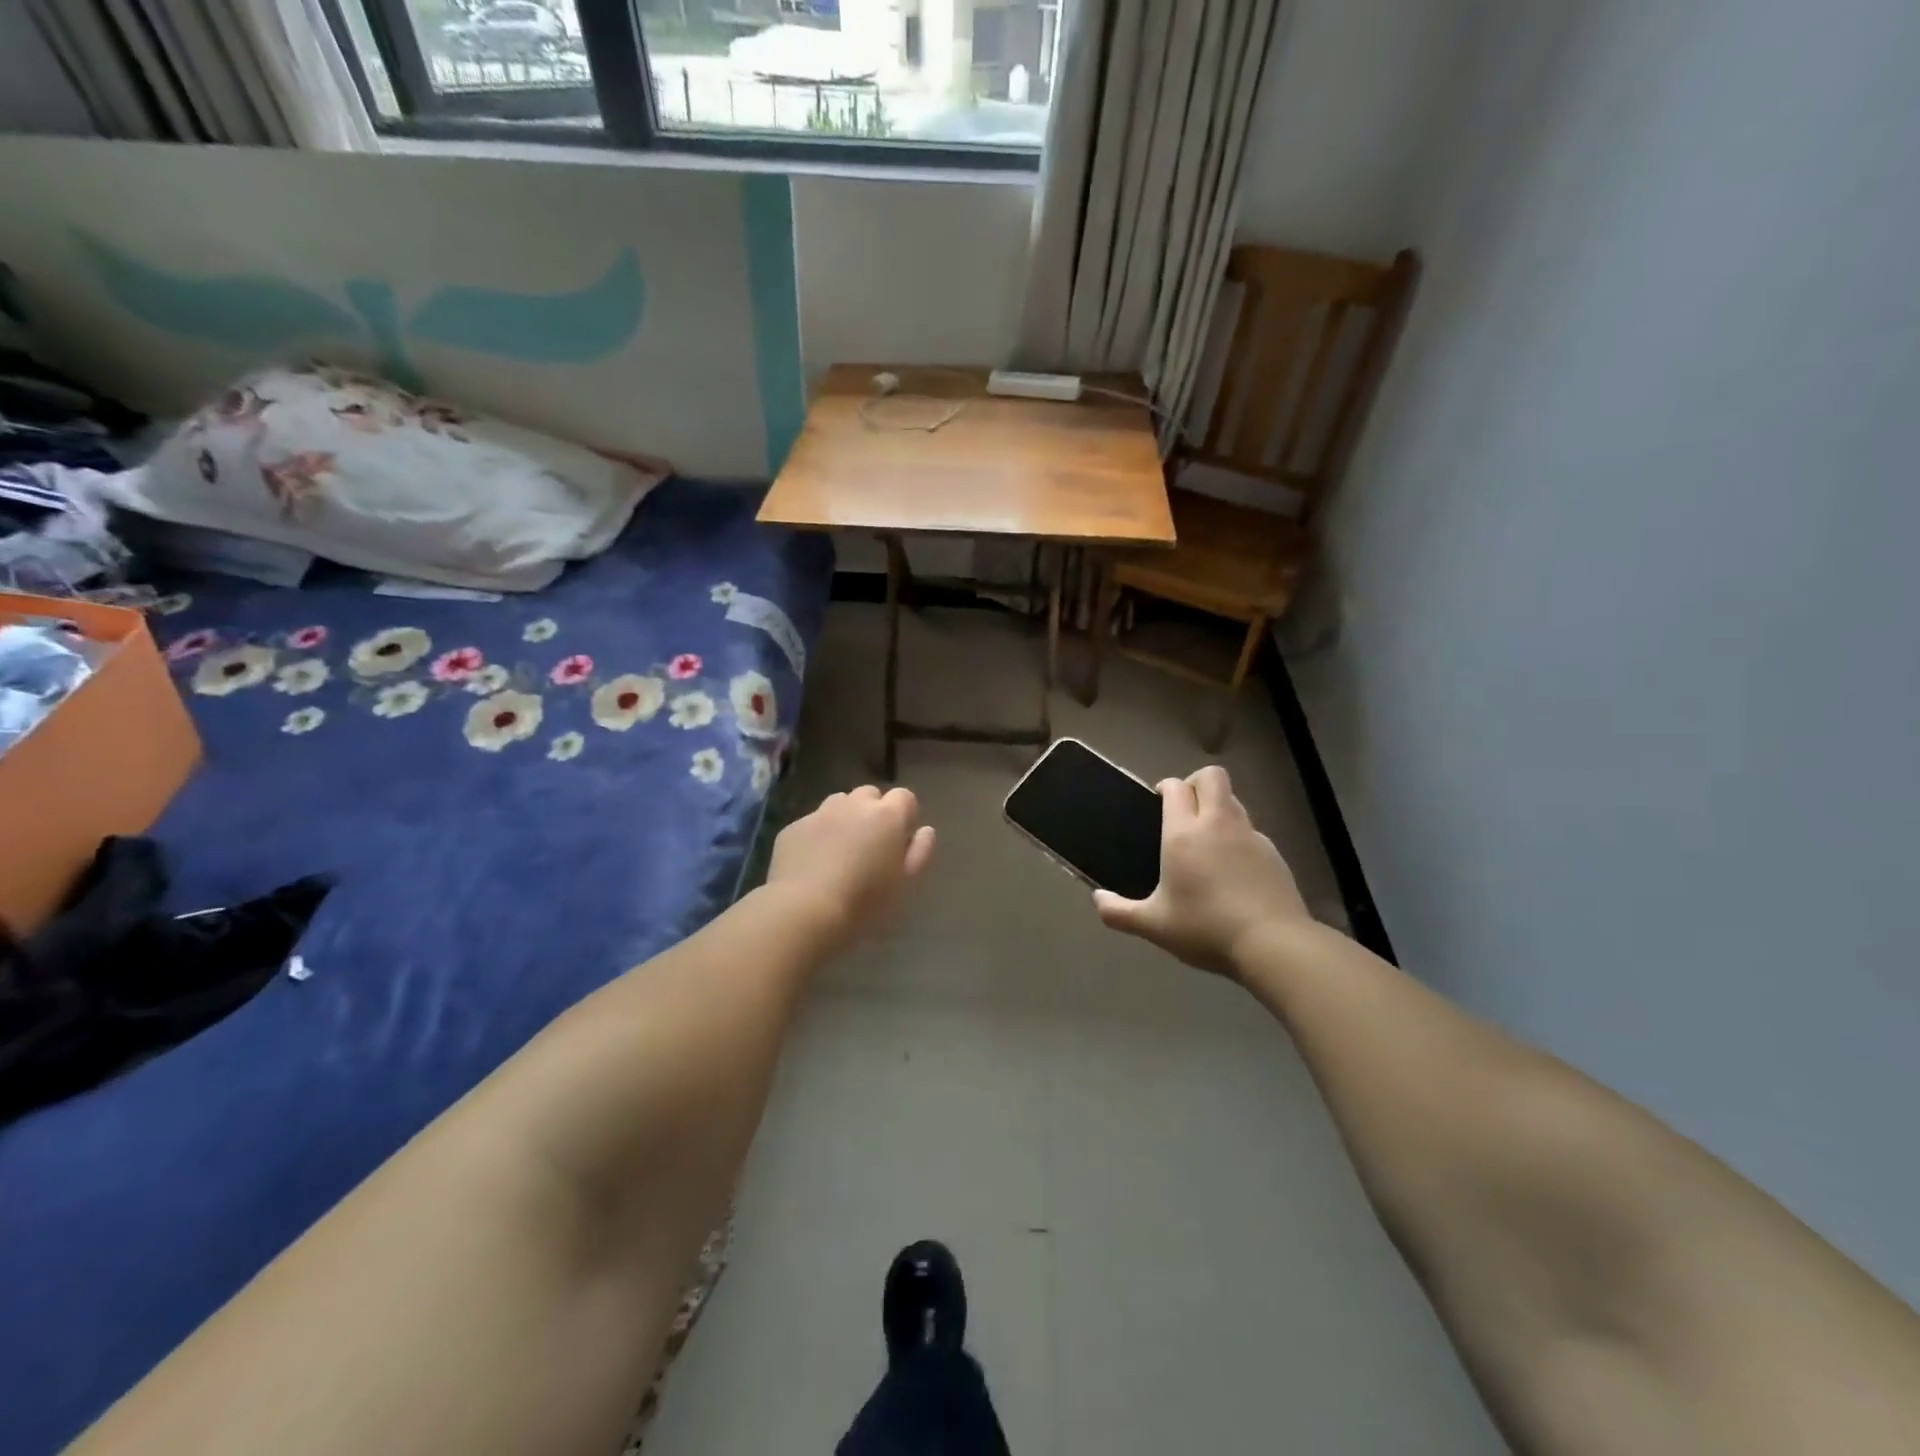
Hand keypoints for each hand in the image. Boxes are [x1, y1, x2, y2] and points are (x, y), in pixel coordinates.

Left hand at [766, 786, 935, 949]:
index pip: (905, 797)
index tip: (901, 840)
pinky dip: (817, 835)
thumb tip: (925, 830)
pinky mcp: (793, 827)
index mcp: (887, 816)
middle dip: (873, 812)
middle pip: (870, 794)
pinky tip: (813, 863)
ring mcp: (820, 813)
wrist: (804, 911)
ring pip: (839, 803)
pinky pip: (812, 823)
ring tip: (841, 850)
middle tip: (870, 845)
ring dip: (845, 818)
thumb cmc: (865, 903)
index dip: (905, 816)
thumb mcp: (904, 884)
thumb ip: (919, 852)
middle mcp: (854, 805)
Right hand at [1093, 766, 1310, 976]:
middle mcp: (1218, 824)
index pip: (1176, 786)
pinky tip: (1233, 868)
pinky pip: (1251, 830)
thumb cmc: (1205, 928)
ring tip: (1207, 839)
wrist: (1273, 943)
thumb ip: (1119, 913)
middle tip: (1184, 810)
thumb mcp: (1154, 926)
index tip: (1158, 801)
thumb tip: (1097, 900)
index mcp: (1184, 833)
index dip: (1166, 787)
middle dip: (1196, 783)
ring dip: (1218, 807)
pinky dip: (1238, 837)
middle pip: (1212, 777)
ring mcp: (1250, 835)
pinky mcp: (1274, 853)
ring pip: (1234, 800)